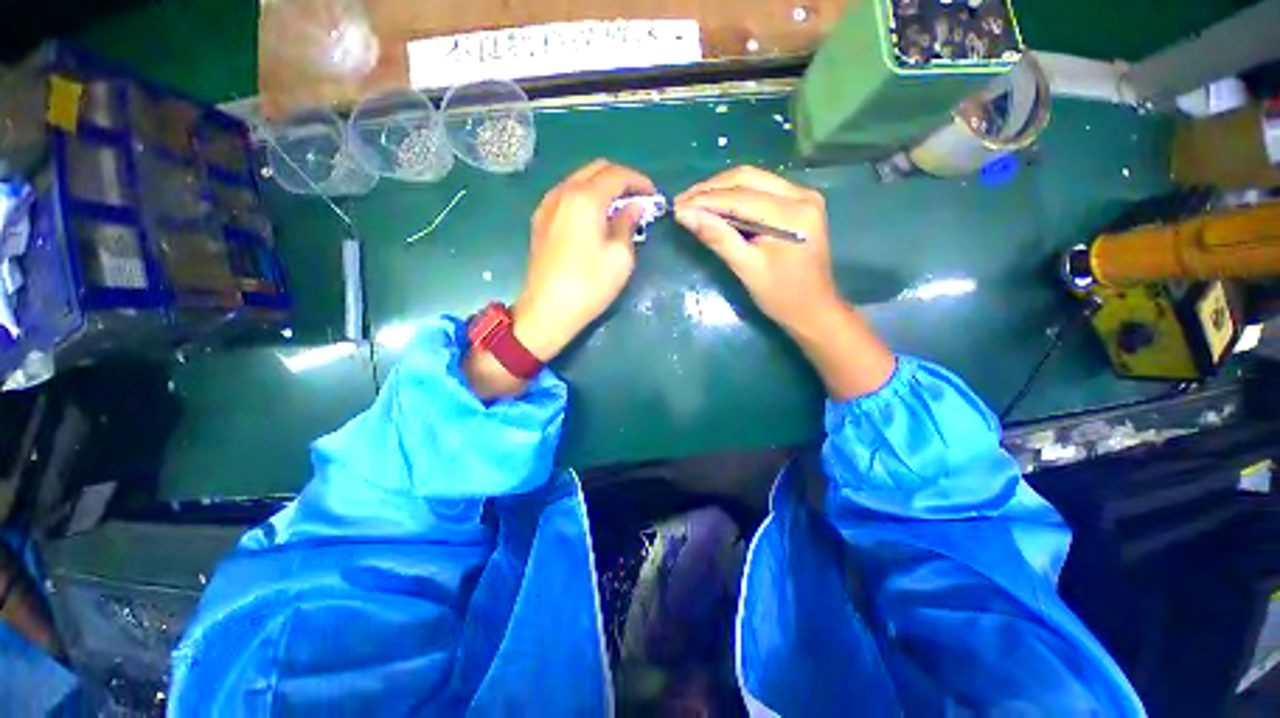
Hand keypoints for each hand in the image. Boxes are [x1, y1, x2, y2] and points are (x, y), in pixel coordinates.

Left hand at [512, 160, 654, 360]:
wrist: (547, 311)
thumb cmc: (589, 285)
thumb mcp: (620, 257)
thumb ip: (628, 224)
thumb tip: (633, 208)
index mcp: (584, 198)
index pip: (616, 174)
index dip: (639, 181)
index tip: (654, 195)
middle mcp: (562, 193)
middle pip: (596, 170)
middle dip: (621, 180)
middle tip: (638, 201)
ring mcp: (547, 206)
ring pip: (579, 180)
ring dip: (602, 188)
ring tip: (619, 210)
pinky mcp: (540, 221)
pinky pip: (566, 196)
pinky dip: (585, 198)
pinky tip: (594, 219)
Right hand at [673, 166, 838, 335]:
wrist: (813, 309)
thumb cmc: (781, 296)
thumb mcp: (747, 268)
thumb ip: (717, 237)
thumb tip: (685, 215)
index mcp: (792, 213)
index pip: (740, 197)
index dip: (704, 200)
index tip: (676, 207)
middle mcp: (801, 194)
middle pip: (747, 178)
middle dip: (710, 189)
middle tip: (681, 202)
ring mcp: (803, 196)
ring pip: (753, 180)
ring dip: (720, 190)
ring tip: (693, 203)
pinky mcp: (798, 203)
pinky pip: (761, 190)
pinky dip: (735, 196)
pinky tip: (716, 206)